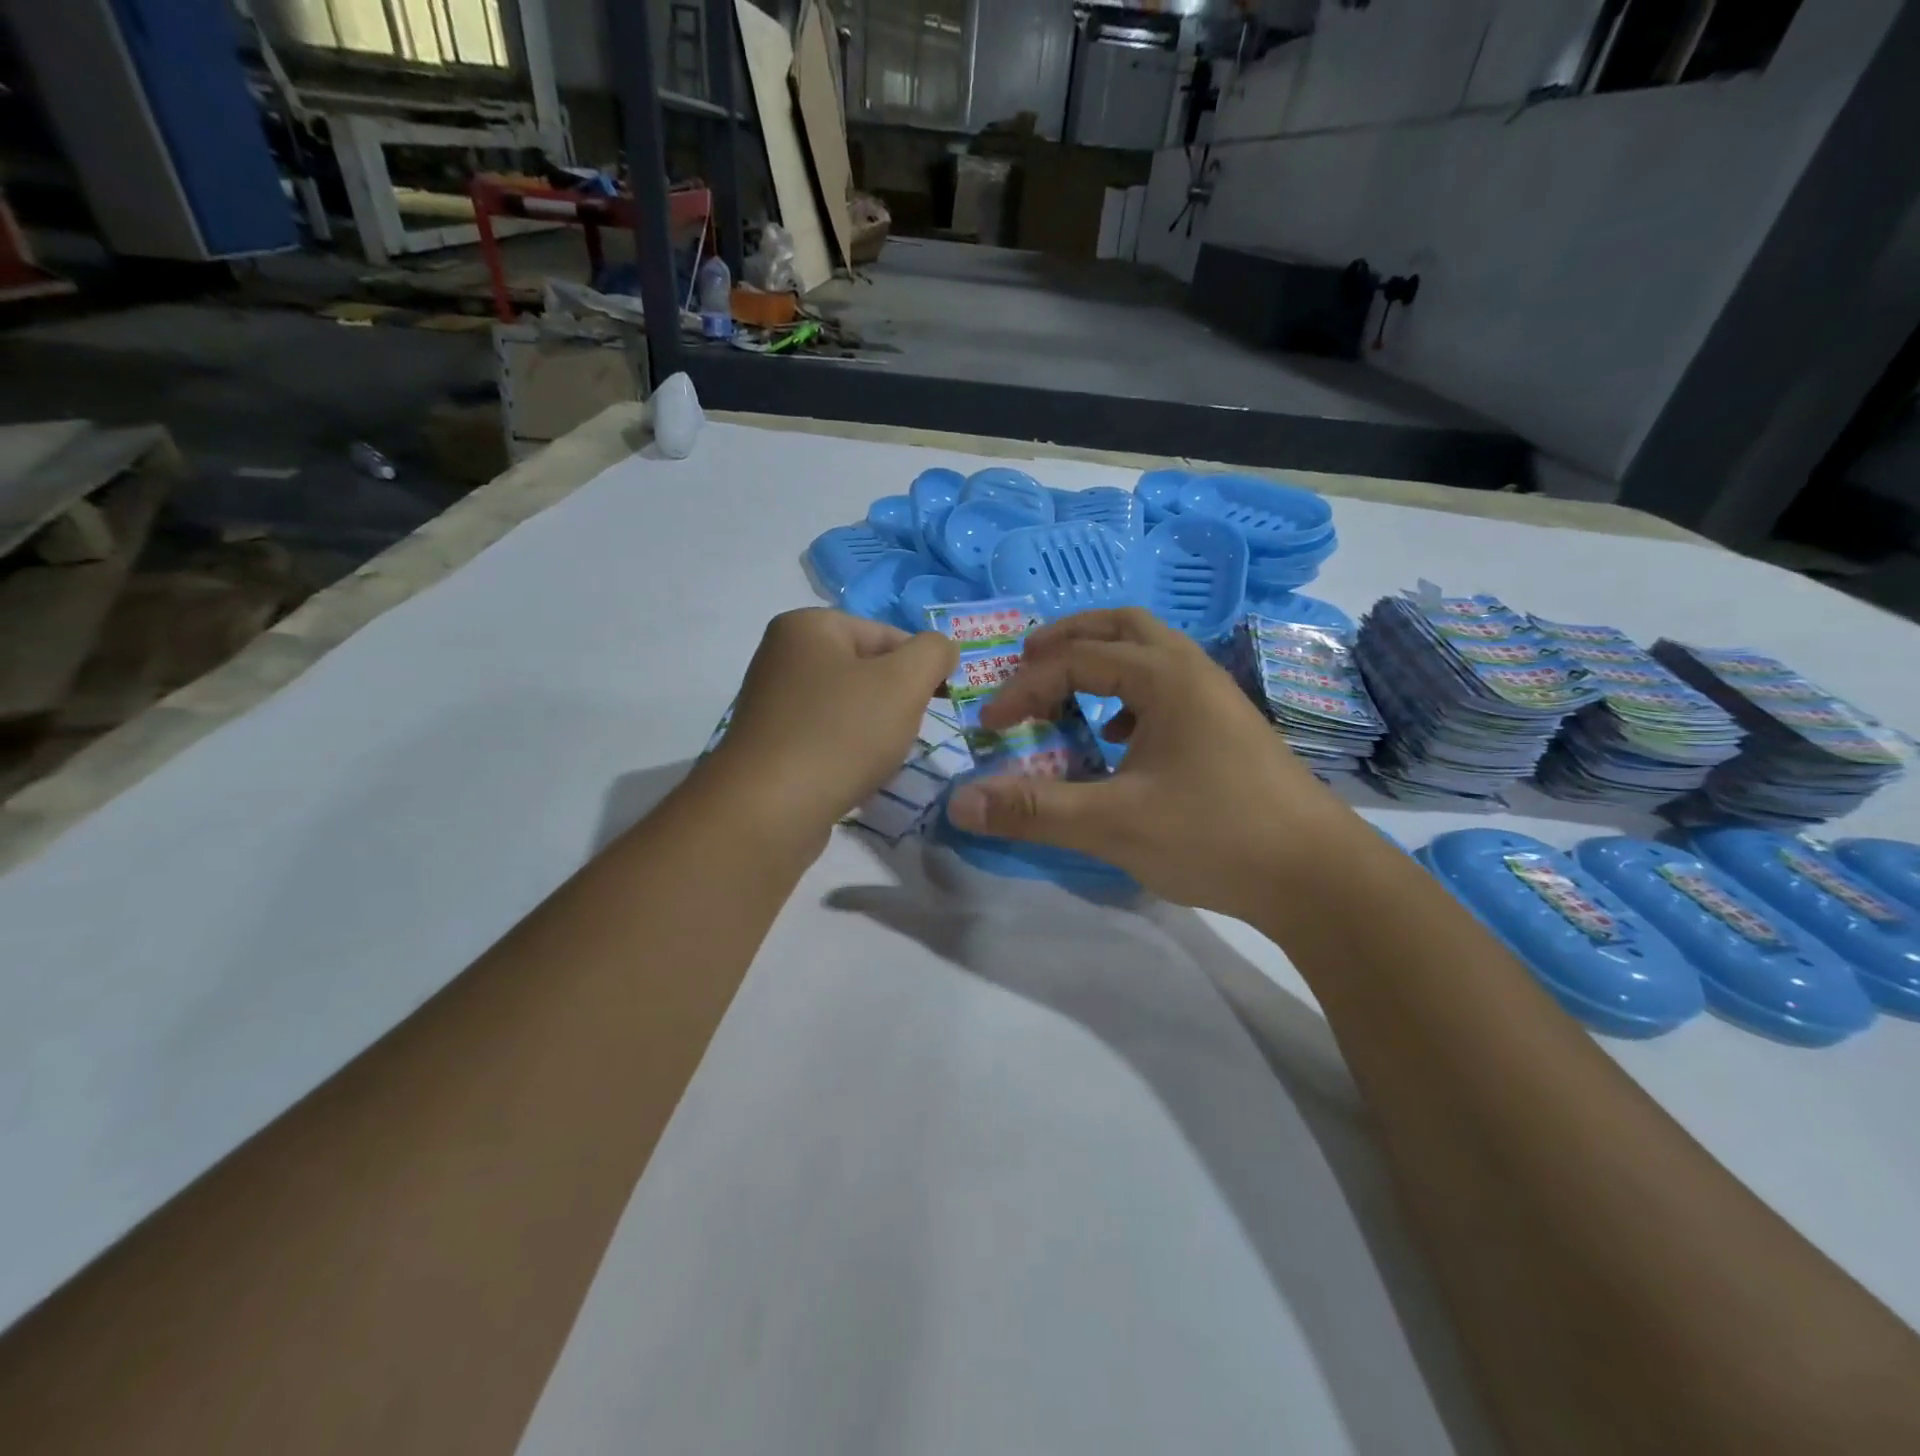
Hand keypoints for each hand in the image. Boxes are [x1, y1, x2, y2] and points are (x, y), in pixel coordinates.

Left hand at [710, 608, 957, 838]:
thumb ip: (933, 653)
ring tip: (879, 759)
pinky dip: (848, 753)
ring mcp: (773, 702)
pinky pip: (827, 737)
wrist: (770, 811)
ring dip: (875, 731)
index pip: (888, 634)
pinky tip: (854, 776)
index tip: (938, 703)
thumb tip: (942, 648)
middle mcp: (783, 655)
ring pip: (850, 707)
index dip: (921, 667)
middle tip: (905, 733)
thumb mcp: (904, 682)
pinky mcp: (771, 744)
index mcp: (808, 626)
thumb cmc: (841, 734)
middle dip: (896, 702)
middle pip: (868, 670)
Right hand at [945, 608, 1356, 918]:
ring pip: (1150, 655)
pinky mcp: (1227, 729)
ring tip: (1067, 696)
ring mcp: (1216, 699)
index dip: (1023, 689)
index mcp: (1165, 677)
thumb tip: (960, 802)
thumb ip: (1034, 810)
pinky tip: (1119, 740)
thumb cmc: (1215, 836)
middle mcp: (1192, 672)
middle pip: (1121, 627)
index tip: (991, 728)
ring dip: (1102, 663)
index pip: (1075, 661)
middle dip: (1067, 639)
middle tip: (1026, 661)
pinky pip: (1168, 690)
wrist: (1318, 877)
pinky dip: (1130, 697)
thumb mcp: (1113, 824)